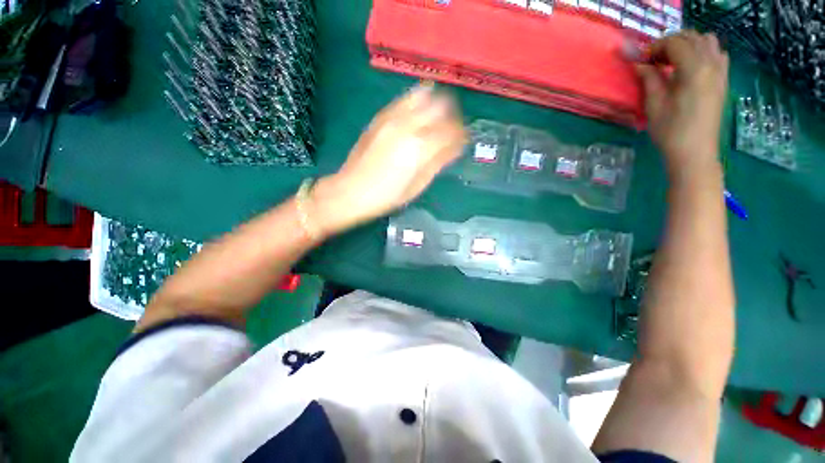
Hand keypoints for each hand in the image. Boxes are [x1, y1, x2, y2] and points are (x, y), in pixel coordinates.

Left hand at [312, 83, 465, 234]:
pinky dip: (417, 101)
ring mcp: (393, 118)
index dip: (462, 134)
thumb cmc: (388, 196)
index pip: (452, 131)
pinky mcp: (380, 117)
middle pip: (442, 106)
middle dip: (453, 116)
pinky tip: (419, 110)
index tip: (463, 140)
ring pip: (424, 96)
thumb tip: (455, 147)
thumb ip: (438, 162)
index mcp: (421, 148)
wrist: (351, 191)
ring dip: (436, 104)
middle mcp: (409, 126)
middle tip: (452, 129)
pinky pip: (404, 99)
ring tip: (437, 117)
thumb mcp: (418, 185)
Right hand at [635, 31, 728, 181]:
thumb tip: (640, 64)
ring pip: (708, 41)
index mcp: (694, 69)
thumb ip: (649, 79)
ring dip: (689, 45)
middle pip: (692, 37)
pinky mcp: (723, 81)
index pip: (675, 42)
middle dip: (671, 43)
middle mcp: (711, 64)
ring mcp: (721, 72)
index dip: (656, 47)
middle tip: (656, 60)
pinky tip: (691, 68)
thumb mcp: (654, 104)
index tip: (643, 61)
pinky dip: (703, 53)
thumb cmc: (671, 130)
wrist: (694, 152)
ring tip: (674, 61)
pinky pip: (718, 54)